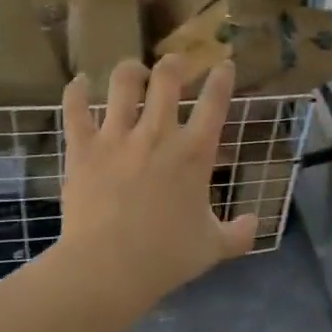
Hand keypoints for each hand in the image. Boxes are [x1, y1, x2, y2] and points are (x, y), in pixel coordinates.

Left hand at [47, 58, 257, 323]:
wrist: (108, 269)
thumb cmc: (166, 256)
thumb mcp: (213, 247)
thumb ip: (239, 233)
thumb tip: (254, 224)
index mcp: (195, 152)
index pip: (214, 102)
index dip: (222, 78)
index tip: (224, 64)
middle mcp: (158, 133)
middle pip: (167, 78)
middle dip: (174, 63)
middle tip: (175, 63)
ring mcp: (117, 137)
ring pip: (123, 84)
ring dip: (130, 70)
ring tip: (133, 70)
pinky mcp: (83, 149)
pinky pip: (76, 110)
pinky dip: (76, 92)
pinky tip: (79, 82)